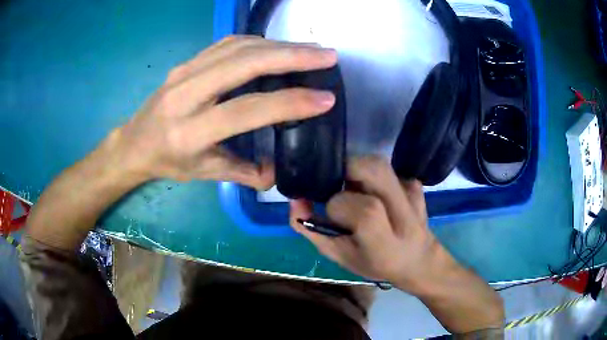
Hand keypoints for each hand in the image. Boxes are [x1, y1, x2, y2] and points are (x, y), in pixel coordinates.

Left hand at [112, 35, 337, 188]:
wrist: (133, 142)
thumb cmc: (167, 161)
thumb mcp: (203, 174)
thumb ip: (242, 173)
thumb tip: (277, 172)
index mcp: (190, 133)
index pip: (246, 110)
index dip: (288, 102)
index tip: (325, 98)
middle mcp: (185, 95)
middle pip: (243, 64)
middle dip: (291, 57)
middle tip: (327, 56)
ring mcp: (184, 72)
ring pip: (237, 47)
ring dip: (279, 44)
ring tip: (311, 49)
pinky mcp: (187, 61)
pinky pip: (227, 44)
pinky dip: (258, 42)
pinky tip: (278, 46)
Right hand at [290, 156, 437, 288]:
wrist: (418, 259)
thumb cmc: (375, 263)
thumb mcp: (340, 256)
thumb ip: (313, 230)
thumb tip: (296, 200)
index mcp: (386, 243)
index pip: (364, 210)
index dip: (339, 205)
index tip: (332, 214)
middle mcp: (405, 215)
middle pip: (374, 171)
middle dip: (345, 170)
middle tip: (335, 185)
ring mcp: (414, 195)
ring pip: (379, 164)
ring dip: (356, 170)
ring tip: (351, 188)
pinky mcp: (416, 184)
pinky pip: (386, 169)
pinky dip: (372, 176)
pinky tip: (373, 192)